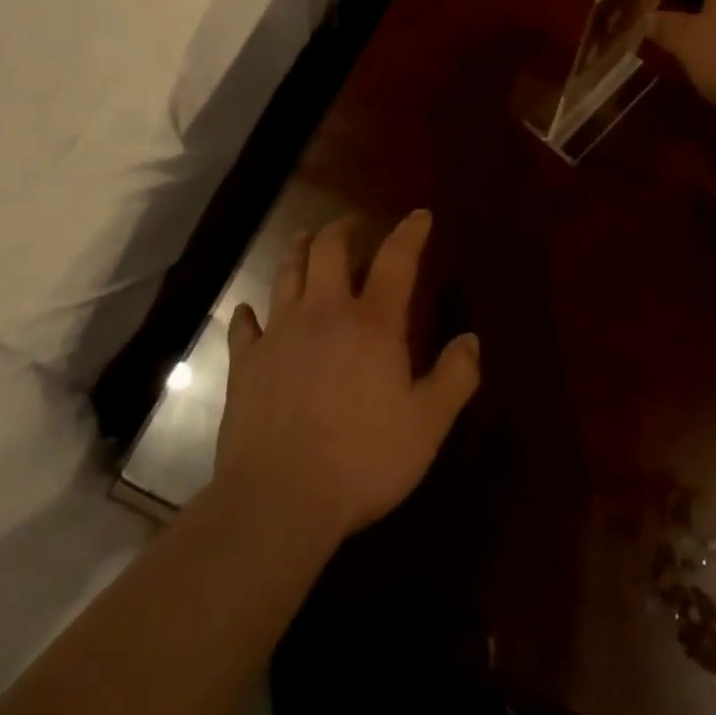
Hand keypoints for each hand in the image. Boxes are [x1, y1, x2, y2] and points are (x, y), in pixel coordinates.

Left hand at [216, 211, 480, 546]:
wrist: (278, 500)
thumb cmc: (362, 460)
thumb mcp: (427, 425)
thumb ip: (454, 378)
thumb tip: (471, 339)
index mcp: (372, 323)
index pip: (396, 260)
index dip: (410, 233)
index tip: (419, 215)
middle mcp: (324, 313)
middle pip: (329, 249)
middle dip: (343, 229)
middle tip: (353, 226)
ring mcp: (280, 334)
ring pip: (286, 273)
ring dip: (298, 250)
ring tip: (306, 240)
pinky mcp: (246, 363)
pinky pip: (244, 326)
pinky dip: (247, 313)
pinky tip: (248, 311)